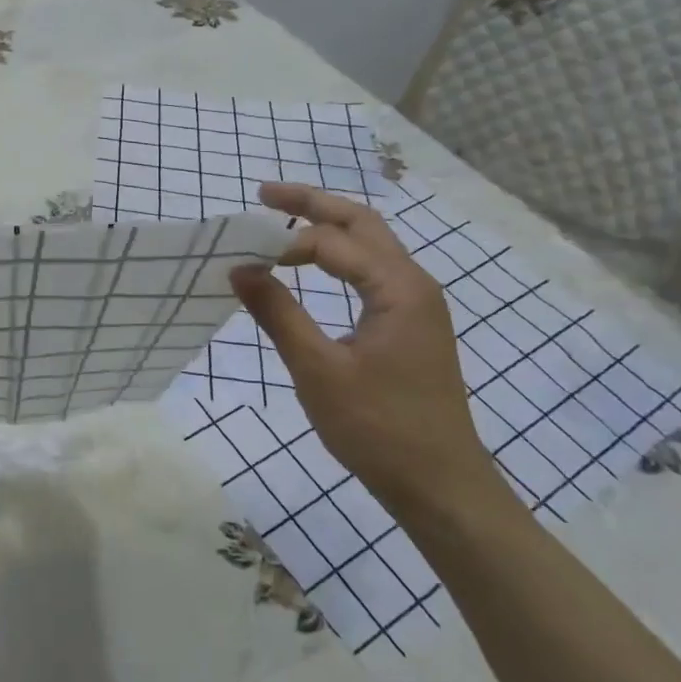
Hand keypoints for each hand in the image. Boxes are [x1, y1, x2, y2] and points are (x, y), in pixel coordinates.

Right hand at [230, 183, 504, 519]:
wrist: (441, 487)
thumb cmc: (378, 428)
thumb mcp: (318, 369)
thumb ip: (278, 313)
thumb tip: (239, 268)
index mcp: (398, 288)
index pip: (333, 242)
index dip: (284, 242)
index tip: (241, 255)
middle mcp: (414, 284)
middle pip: (362, 224)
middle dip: (313, 204)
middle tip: (265, 194)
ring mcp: (417, 305)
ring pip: (370, 245)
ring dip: (328, 228)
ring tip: (283, 221)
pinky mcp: (411, 325)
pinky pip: (372, 271)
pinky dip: (339, 257)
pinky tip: (314, 267)